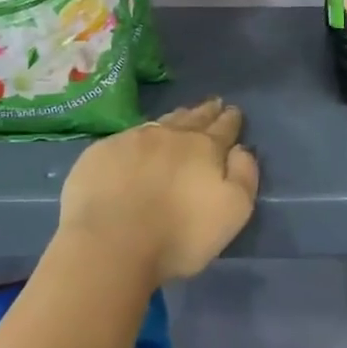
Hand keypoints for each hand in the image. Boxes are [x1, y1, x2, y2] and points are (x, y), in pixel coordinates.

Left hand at [57, 99, 259, 283]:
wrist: (110, 244)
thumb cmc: (179, 235)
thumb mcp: (233, 212)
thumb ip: (244, 176)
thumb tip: (241, 150)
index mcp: (204, 147)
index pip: (223, 127)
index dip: (231, 119)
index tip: (234, 110)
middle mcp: (170, 135)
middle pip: (193, 118)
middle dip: (206, 111)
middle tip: (213, 103)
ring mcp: (133, 140)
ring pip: (161, 122)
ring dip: (175, 119)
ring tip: (182, 116)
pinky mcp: (101, 152)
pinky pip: (127, 137)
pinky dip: (139, 138)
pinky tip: (138, 143)